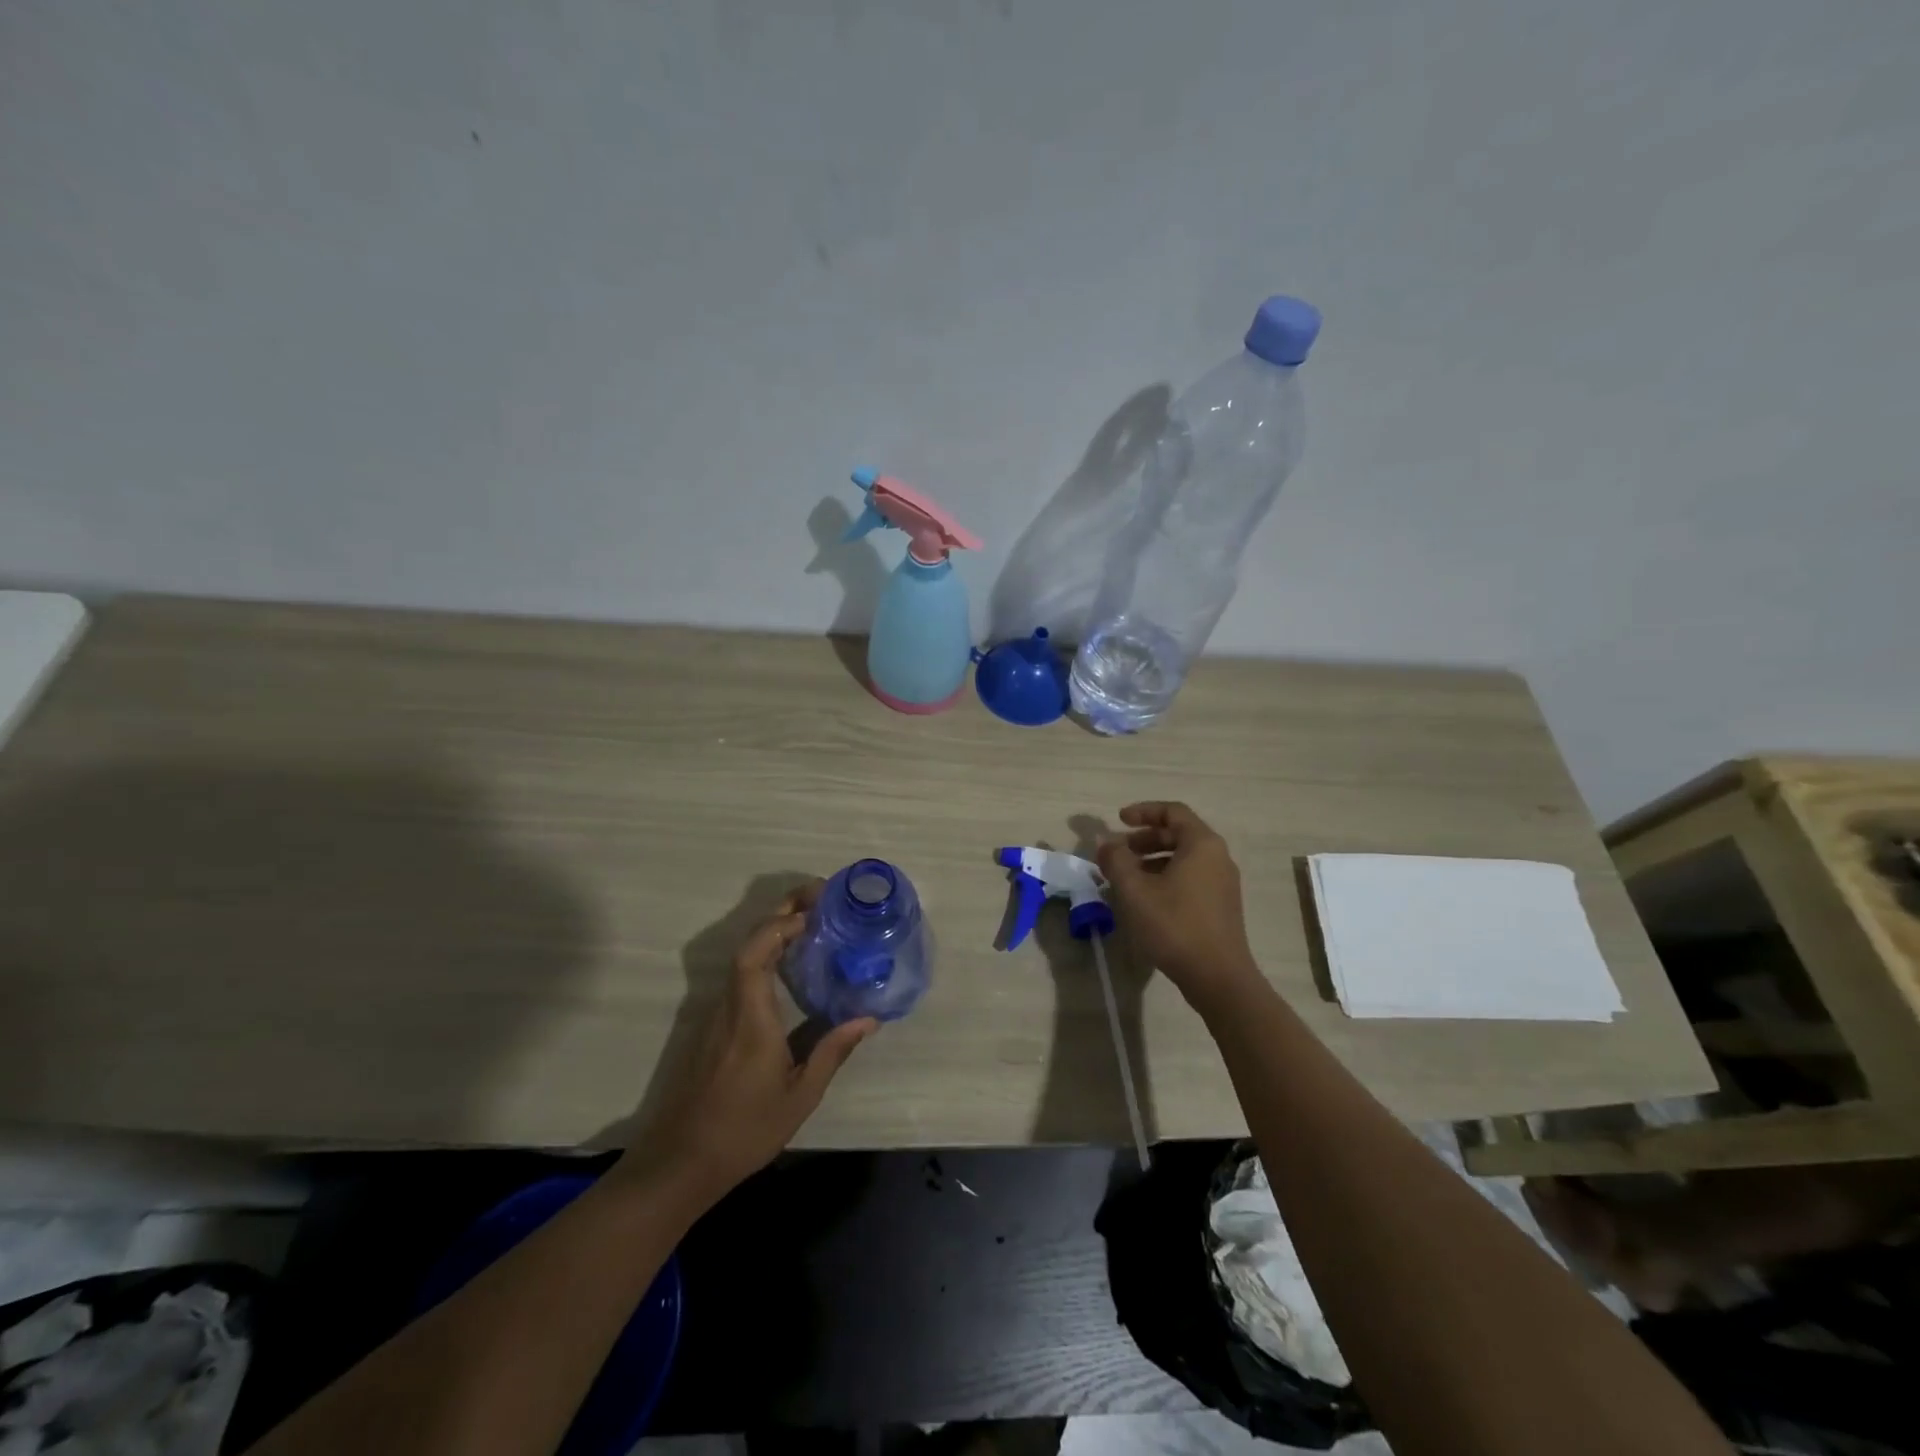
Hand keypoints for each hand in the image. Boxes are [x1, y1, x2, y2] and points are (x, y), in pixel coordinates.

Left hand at [618, 882, 876, 1201]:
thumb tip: (868, 1019)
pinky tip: (792, 963)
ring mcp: (718, 1014)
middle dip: (781, 913)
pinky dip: (767, 954)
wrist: (681, 1162)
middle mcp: (730, 1006)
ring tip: (814, 922)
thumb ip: (832, 1051)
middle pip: (749, 944)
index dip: (780, 925)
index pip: (754, 954)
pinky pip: (741, 975)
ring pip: (743, 957)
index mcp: (751, 1018)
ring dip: (775, 931)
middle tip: (820, 898)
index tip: (814, 912)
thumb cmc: (744, 1130)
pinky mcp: (715, 1025)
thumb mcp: (800, 1096)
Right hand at [1096, 801, 1260, 1006]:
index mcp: (1202, 844)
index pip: (1173, 812)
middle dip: (1144, 838)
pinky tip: (1145, 899)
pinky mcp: (1221, 905)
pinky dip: (1165, 877)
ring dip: (1152, 860)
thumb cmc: (1174, 925)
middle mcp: (1218, 857)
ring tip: (1126, 877)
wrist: (1218, 977)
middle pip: (1179, 834)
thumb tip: (1106, 843)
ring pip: (1184, 858)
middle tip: (1118, 852)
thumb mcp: (1135, 890)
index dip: (1143, 811)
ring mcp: (1222, 883)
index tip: (1118, 821)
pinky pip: (1190, 878)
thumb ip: (1116, 860)